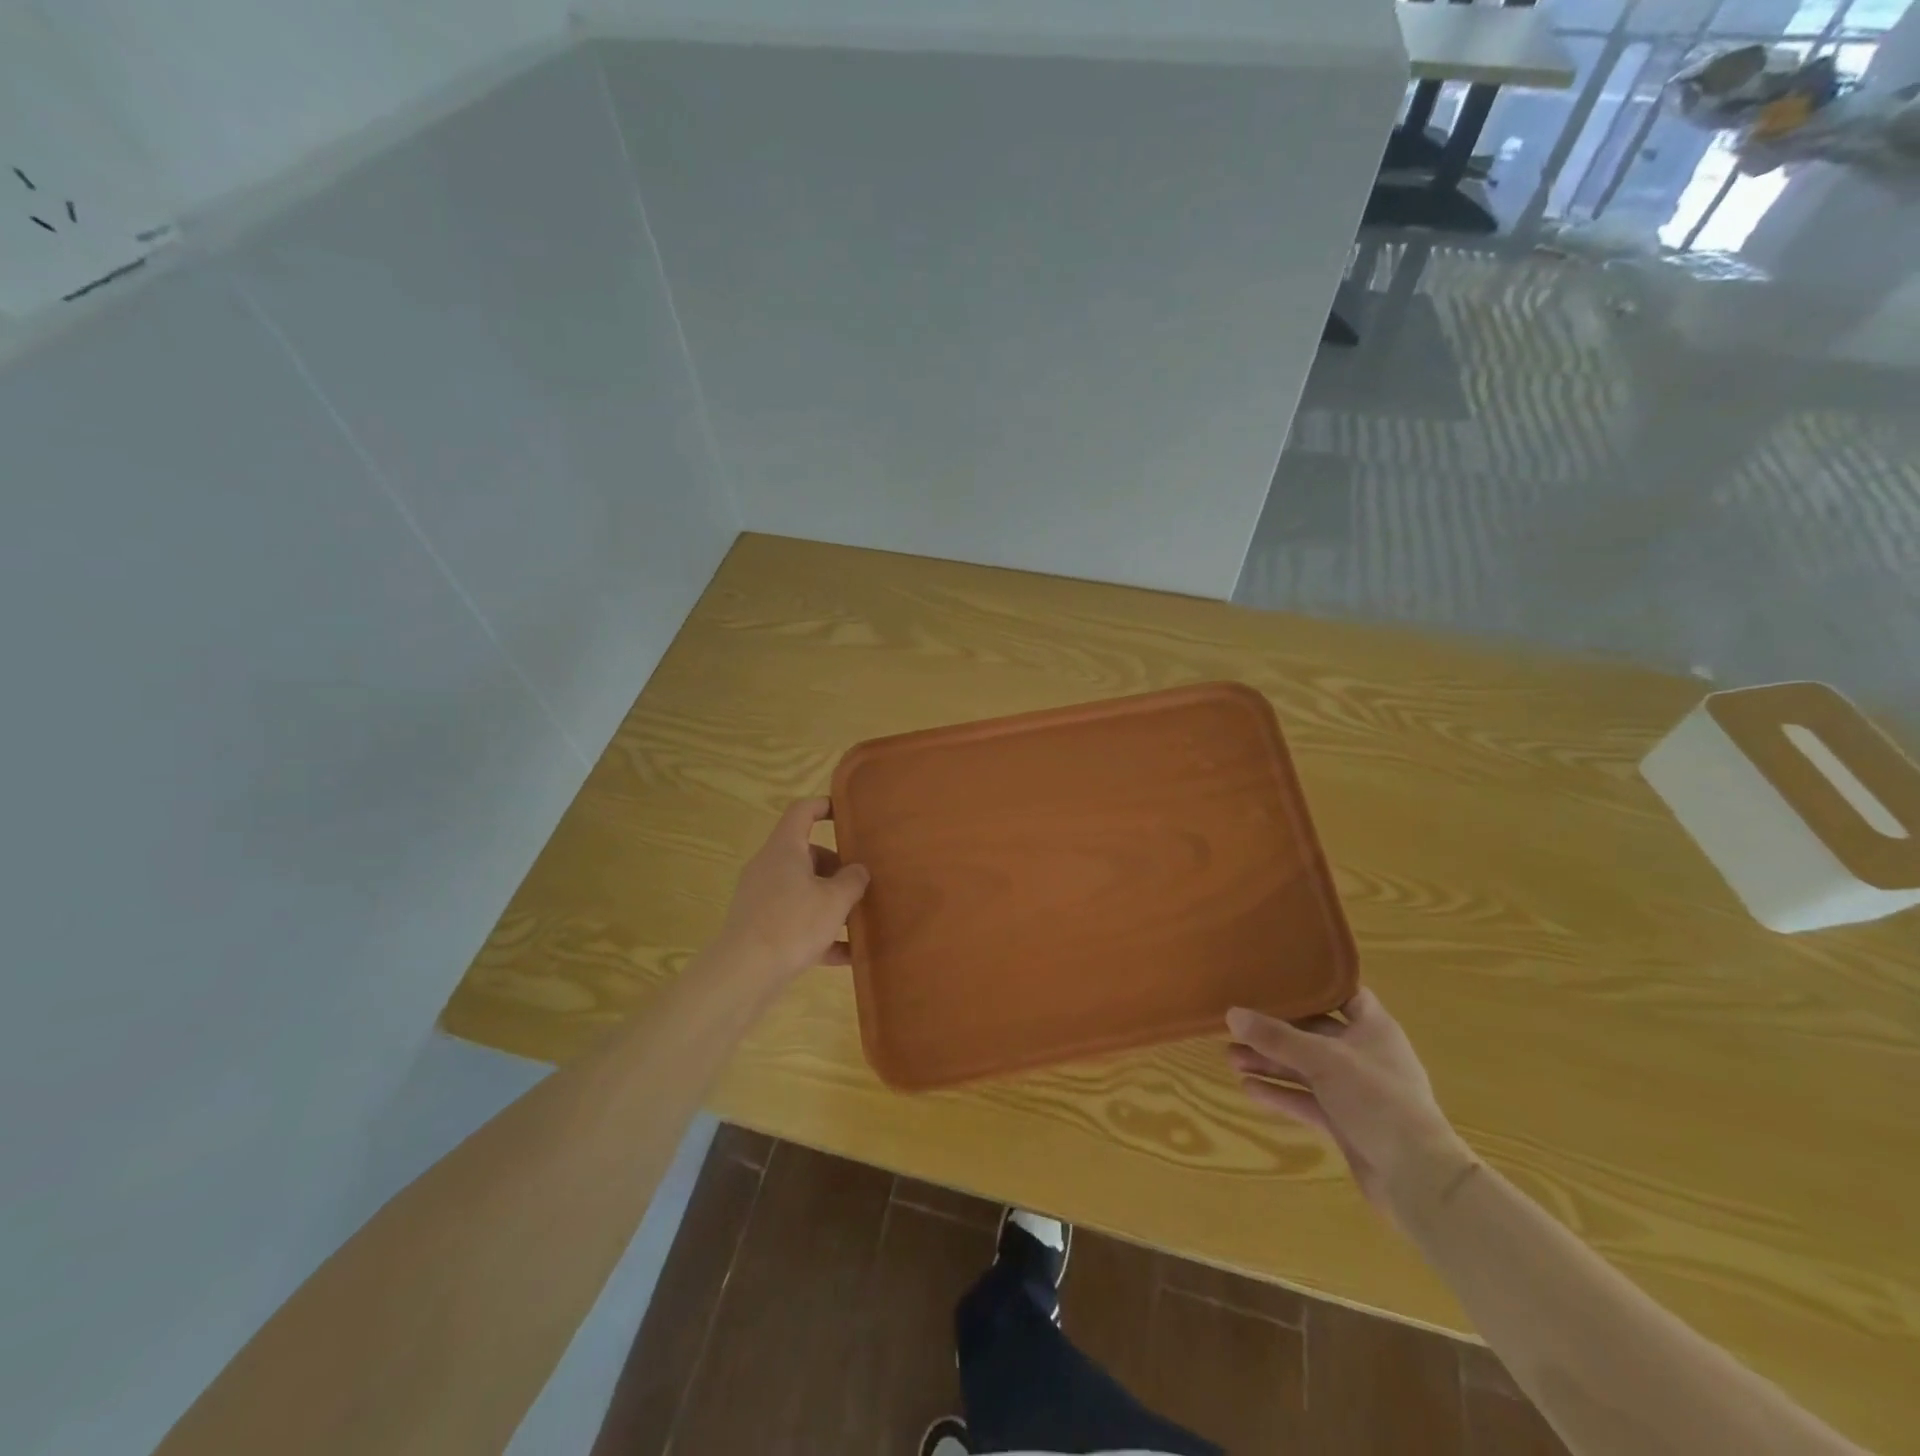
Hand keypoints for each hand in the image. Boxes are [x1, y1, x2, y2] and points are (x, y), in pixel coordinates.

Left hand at [717, 797, 870, 985]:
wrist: (744, 973)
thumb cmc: (793, 923)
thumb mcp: (835, 900)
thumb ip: (852, 881)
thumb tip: (858, 870)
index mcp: (785, 849)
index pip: (802, 811)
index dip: (825, 806)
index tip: (847, 814)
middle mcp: (769, 867)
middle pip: (805, 854)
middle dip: (835, 867)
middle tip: (861, 882)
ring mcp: (761, 898)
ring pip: (801, 889)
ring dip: (829, 901)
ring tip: (858, 919)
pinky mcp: (758, 927)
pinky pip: (794, 920)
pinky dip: (818, 931)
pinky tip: (845, 954)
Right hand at [1227, 990, 1476, 1226]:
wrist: (1417, 1178)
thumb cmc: (1377, 1099)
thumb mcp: (1322, 1059)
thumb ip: (1276, 1037)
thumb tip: (1231, 1013)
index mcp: (1373, 1028)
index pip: (1342, 994)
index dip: (1312, 985)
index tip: (1275, 977)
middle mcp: (1364, 1055)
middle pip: (1313, 1033)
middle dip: (1275, 1031)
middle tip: (1237, 1025)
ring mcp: (1355, 1091)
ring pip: (1305, 1068)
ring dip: (1271, 1063)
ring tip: (1231, 1057)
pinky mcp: (1345, 1122)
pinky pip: (1306, 1100)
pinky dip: (1280, 1094)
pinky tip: (1248, 1089)